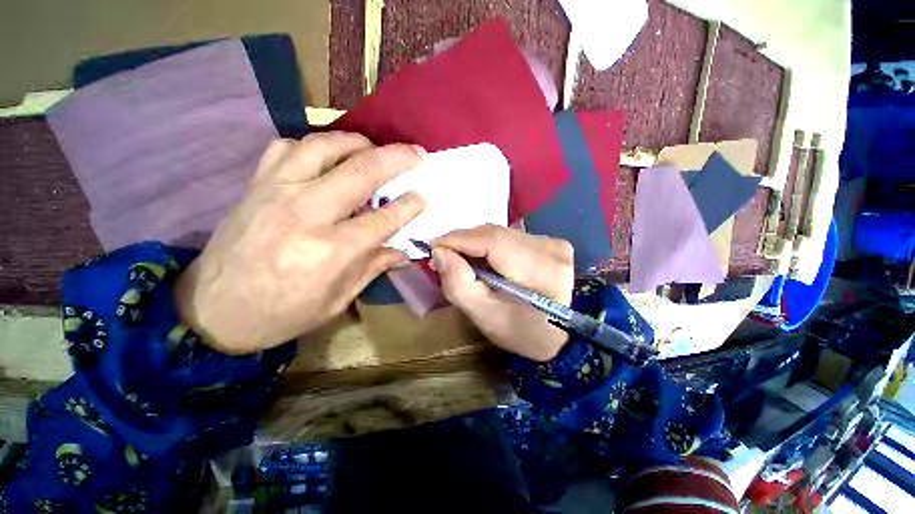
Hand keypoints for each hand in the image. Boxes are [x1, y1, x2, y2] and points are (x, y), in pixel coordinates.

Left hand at [175, 132, 426, 353]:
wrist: (211, 310)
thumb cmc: (281, 314)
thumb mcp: (337, 300)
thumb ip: (373, 267)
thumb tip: (404, 250)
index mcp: (331, 251)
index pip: (382, 218)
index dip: (409, 206)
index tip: (424, 195)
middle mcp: (306, 213)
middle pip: (360, 172)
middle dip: (396, 159)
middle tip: (417, 154)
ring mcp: (277, 191)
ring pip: (324, 146)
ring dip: (358, 142)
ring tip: (376, 149)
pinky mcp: (256, 184)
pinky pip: (288, 147)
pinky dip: (315, 144)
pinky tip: (329, 156)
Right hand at [432, 225, 573, 361]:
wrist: (558, 336)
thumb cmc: (520, 332)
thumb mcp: (483, 316)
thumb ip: (458, 284)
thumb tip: (440, 251)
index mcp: (540, 272)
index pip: (493, 242)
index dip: (459, 240)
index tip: (434, 247)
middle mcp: (551, 250)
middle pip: (495, 234)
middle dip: (464, 241)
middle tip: (444, 255)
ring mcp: (553, 243)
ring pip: (500, 232)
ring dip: (476, 243)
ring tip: (462, 259)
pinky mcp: (551, 242)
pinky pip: (509, 235)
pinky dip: (490, 244)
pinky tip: (484, 259)